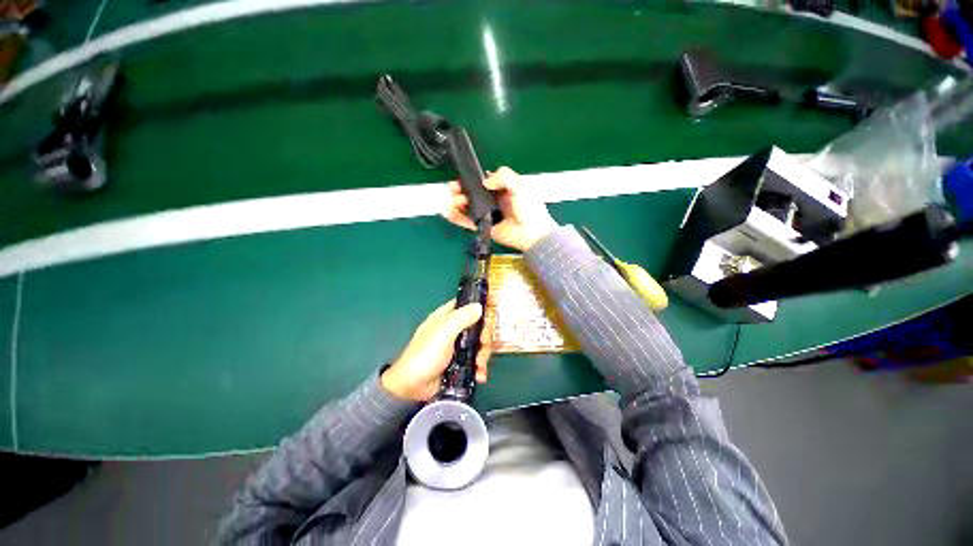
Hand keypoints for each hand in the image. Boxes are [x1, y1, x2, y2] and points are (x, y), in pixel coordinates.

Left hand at [381, 299, 492, 401]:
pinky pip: (475, 360)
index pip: (466, 305)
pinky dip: (479, 367)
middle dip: (484, 337)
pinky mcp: (459, 363)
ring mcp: (457, 347)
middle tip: (483, 346)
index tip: (492, 314)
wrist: (411, 388)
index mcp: (446, 317)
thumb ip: (461, 318)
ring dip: (483, 355)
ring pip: (478, 344)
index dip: (480, 306)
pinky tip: (480, 375)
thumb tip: (479, 306)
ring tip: (480, 366)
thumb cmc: (425, 355)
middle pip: (477, 326)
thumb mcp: (443, 333)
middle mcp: (453, 330)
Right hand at [445, 167, 558, 251]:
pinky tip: (447, 212)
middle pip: (472, 193)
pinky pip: (467, 221)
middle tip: (453, 189)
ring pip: (468, 207)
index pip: (483, 181)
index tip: (462, 178)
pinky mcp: (484, 227)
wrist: (532, 234)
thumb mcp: (520, 186)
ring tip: (452, 201)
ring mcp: (487, 214)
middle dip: (460, 190)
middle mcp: (493, 200)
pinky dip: (457, 218)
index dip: (471, 179)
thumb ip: (504, 176)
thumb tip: (485, 182)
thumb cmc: (529, 209)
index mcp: (502, 188)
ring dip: (457, 203)